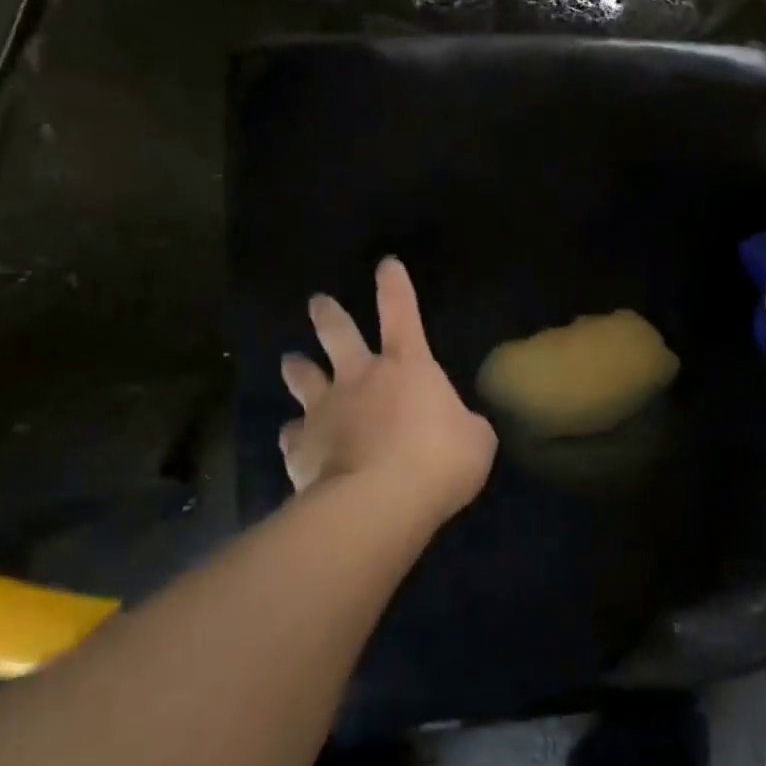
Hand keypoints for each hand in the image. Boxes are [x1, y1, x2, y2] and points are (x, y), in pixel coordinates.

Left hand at [279, 257, 497, 522]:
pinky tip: (294, 439)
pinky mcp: (302, 447)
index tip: (386, 264)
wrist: (379, 501)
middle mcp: (359, 378)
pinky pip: (293, 435)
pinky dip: (295, 435)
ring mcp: (325, 410)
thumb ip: (463, 426)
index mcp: (406, 366)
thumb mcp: (475, 440)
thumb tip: (456, 428)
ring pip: (303, 377)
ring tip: (290, 361)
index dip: (395, 286)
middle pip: (338, 334)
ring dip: (297, 368)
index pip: (401, 313)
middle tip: (317, 302)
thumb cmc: (438, 461)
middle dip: (328, 314)